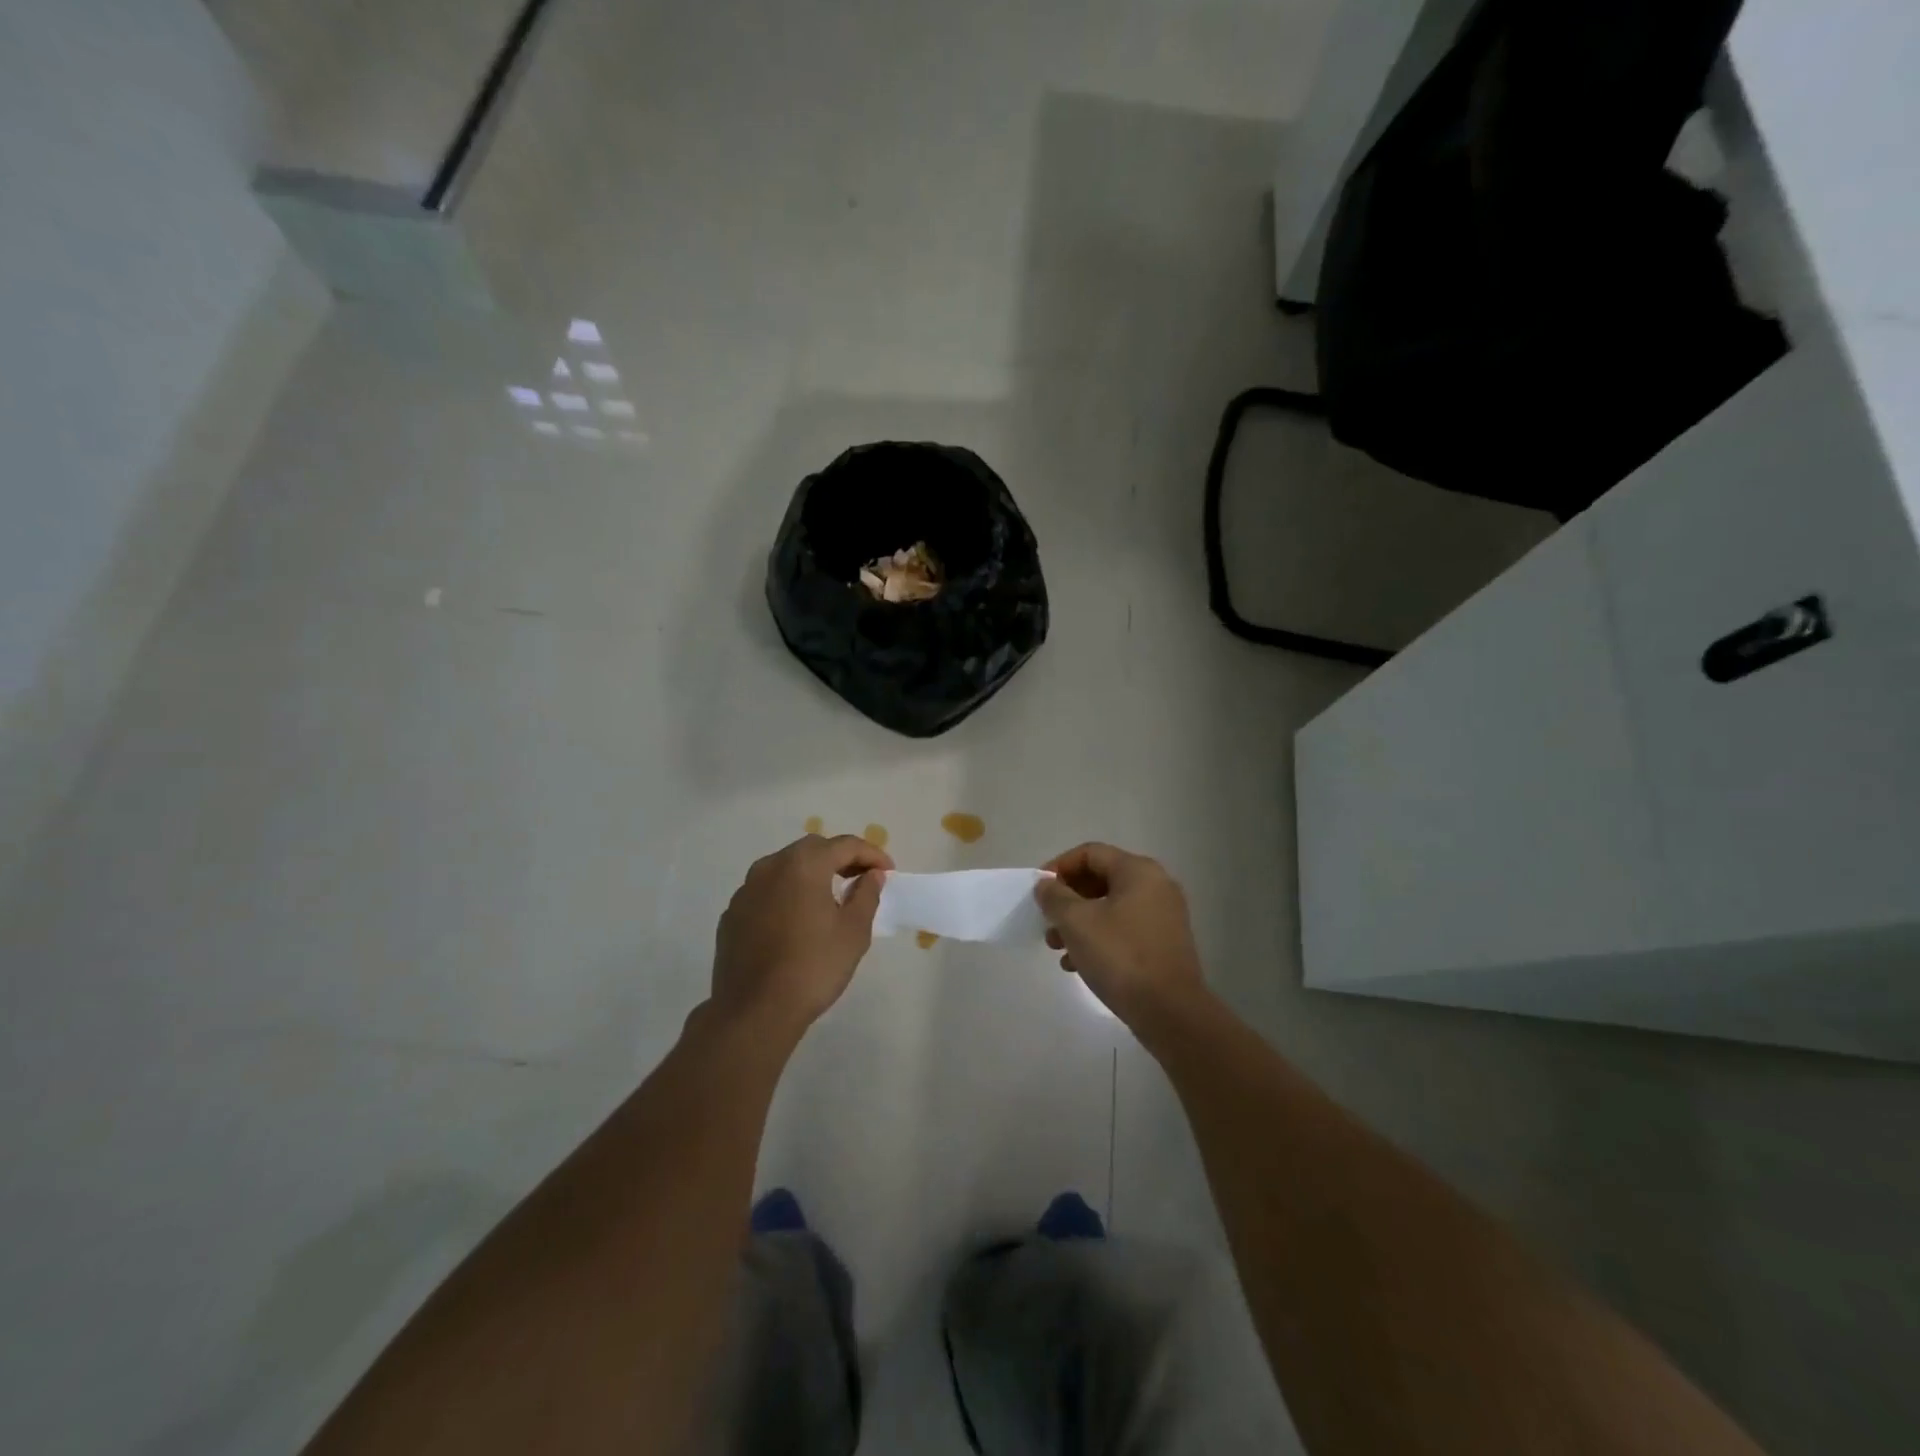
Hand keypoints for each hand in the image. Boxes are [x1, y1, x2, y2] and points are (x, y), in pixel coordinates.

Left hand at [711, 835, 892, 1037]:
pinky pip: (766, 892)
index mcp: (803, 865)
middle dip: (840, 858)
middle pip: (812, 850)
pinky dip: (787, 895)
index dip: (872, 854)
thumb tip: (872, 875)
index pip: (845, 845)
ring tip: (830, 898)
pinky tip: (797, 921)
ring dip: (811, 874)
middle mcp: (770, 867)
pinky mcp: (732, 915)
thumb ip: (866, 895)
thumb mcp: (854, 931)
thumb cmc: (813, 967)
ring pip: (785, 868)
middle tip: (861, 879)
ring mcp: (746, 890)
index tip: (888, 872)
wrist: (755, 1011)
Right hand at [1035, 844, 1206, 1027]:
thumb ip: (1055, 897)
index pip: (1090, 853)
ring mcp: (1163, 916)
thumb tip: (1046, 885)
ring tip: (1057, 948)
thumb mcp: (1077, 922)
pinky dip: (1099, 938)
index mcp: (1138, 871)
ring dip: (1079, 922)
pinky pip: (1124, 929)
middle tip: (1047, 922)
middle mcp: (1156, 885)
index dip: (1059, 867)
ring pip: (1110, 907)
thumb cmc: (1120, 957)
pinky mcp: (1164, 943)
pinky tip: (1078, 964)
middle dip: (1067, 899)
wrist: (1170, 1012)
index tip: (1039, 891)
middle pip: (1100, 879)